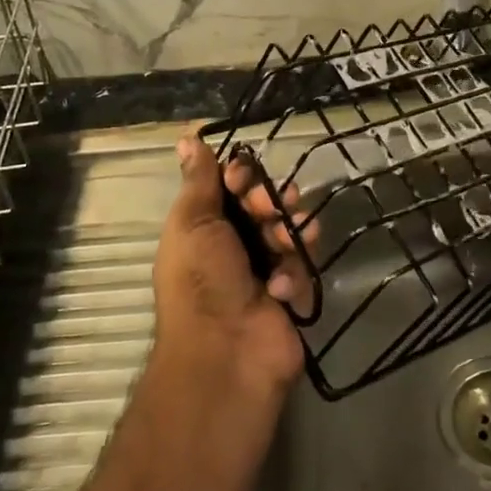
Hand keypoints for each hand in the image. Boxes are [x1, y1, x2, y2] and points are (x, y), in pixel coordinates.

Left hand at [151, 128, 309, 399]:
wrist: (227, 352)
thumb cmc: (201, 281)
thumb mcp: (193, 223)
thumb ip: (200, 181)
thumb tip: (186, 137)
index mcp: (206, 226)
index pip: (234, 186)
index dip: (244, 178)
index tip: (244, 182)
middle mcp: (236, 245)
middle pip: (268, 205)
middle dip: (274, 203)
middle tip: (271, 213)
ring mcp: (266, 270)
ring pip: (292, 232)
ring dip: (291, 234)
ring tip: (284, 248)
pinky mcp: (292, 293)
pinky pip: (304, 267)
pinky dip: (294, 276)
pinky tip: (280, 291)